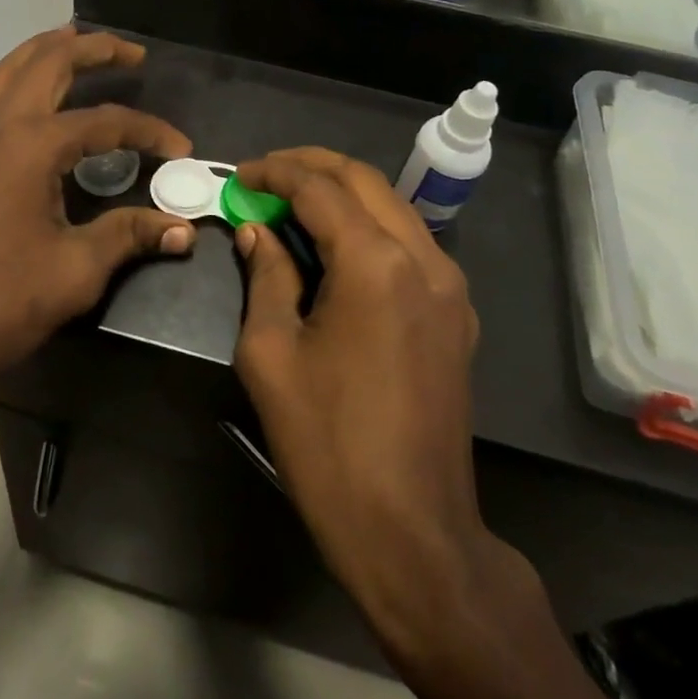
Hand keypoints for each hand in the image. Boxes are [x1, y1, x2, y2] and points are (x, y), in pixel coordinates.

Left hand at [0, 28, 194, 402]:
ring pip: (4, 71)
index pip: (106, 122)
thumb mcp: (76, 270)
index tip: (180, 149)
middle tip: (130, 53)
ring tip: (72, 42)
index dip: (148, 131)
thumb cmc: (0, 301)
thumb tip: (183, 228)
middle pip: (48, 64)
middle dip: (93, 50)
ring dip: (41, 51)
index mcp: (33, 145)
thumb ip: (129, 235)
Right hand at [230, 148, 529, 664]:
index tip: (239, 176)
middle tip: (264, 174)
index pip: (319, 188)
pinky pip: (410, 244)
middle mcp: (424, 259)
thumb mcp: (271, 353)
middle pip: (364, 182)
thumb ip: (265, 277)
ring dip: (342, 193)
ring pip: (393, 208)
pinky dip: (369, 226)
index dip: (274, 173)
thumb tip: (256, 232)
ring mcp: (450, 287)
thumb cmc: (327, 444)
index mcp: (375, 264)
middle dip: (311, 166)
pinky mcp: (457, 315)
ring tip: (293, 203)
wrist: (412, 532)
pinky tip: (336, 245)